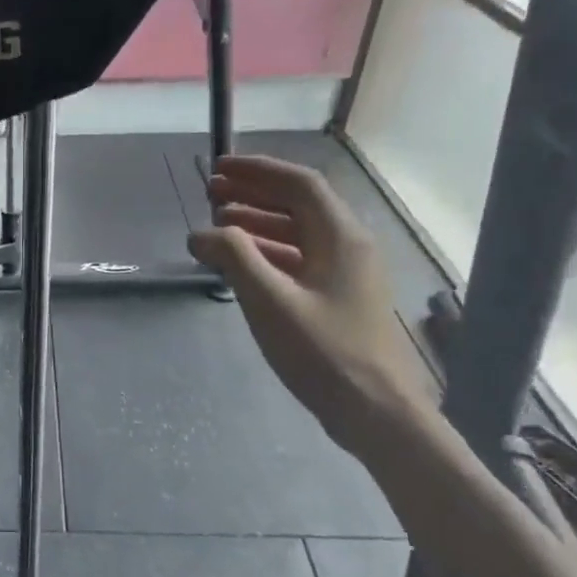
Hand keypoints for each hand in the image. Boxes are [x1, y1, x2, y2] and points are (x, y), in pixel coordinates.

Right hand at [189, 156, 431, 458]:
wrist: (374, 409)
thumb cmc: (323, 352)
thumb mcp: (270, 302)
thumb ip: (234, 258)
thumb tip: (202, 232)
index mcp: (340, 237)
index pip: (299, 184)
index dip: (257, 171)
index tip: (219, 168)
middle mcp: (349, 246)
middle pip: (299, 205)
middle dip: (254, 193)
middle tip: (211, 192)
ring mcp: (346, 274)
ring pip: (299, 234)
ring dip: (258, 223)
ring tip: (218, 224)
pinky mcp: (338, 299)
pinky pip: (300, 260)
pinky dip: (268, 253)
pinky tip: (241, 265)